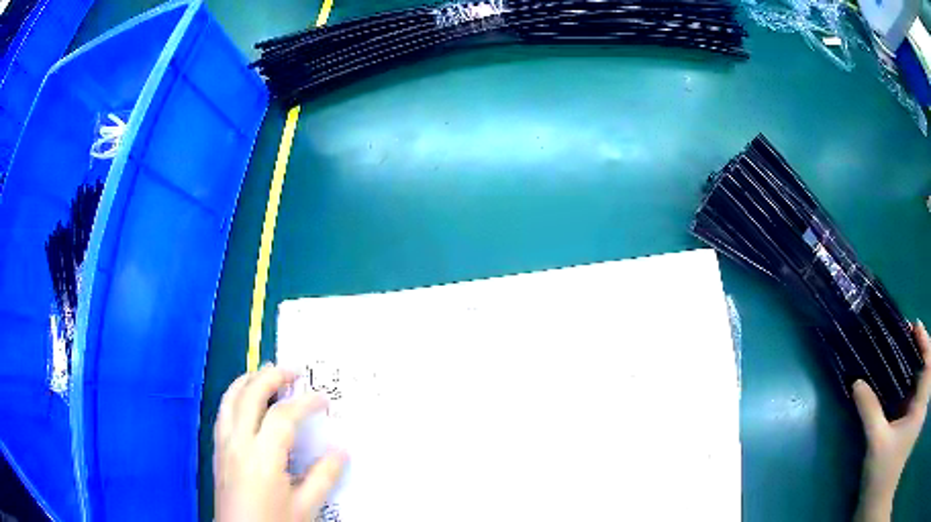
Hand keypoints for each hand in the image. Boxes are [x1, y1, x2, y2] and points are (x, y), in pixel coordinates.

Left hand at [214, 364, 347, 521]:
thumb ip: (323, 477)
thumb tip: (342, 450)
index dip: (304, 403)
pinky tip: (244, 401)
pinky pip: (222, 413)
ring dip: (248, 381)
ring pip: (229, 399)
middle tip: (292, 370)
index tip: (322, 400)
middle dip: (271, 377)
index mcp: (262, 457)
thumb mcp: (305, 507)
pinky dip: (234, 396)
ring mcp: (223, 445)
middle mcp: (238, 443)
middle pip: (250, 395)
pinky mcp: (217, 451)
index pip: (283, 417)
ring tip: (265, 375)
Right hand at [853, 321, 930, 521]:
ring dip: (920, 368)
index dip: (924, 338)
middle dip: (923, 350)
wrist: (873, 508)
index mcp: (920, 402)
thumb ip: (870, 412)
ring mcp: (917, 417)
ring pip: (924, 382)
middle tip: (912, 340)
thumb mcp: (877, 446)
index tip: (914, 325)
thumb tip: (857, 383)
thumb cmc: (881, 478)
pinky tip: (907, 390)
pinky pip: (918, 400)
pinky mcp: (912, 429)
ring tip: (911, 360)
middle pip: (928, 366)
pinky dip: (915, 389)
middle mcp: (921, 403)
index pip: (929, 358)